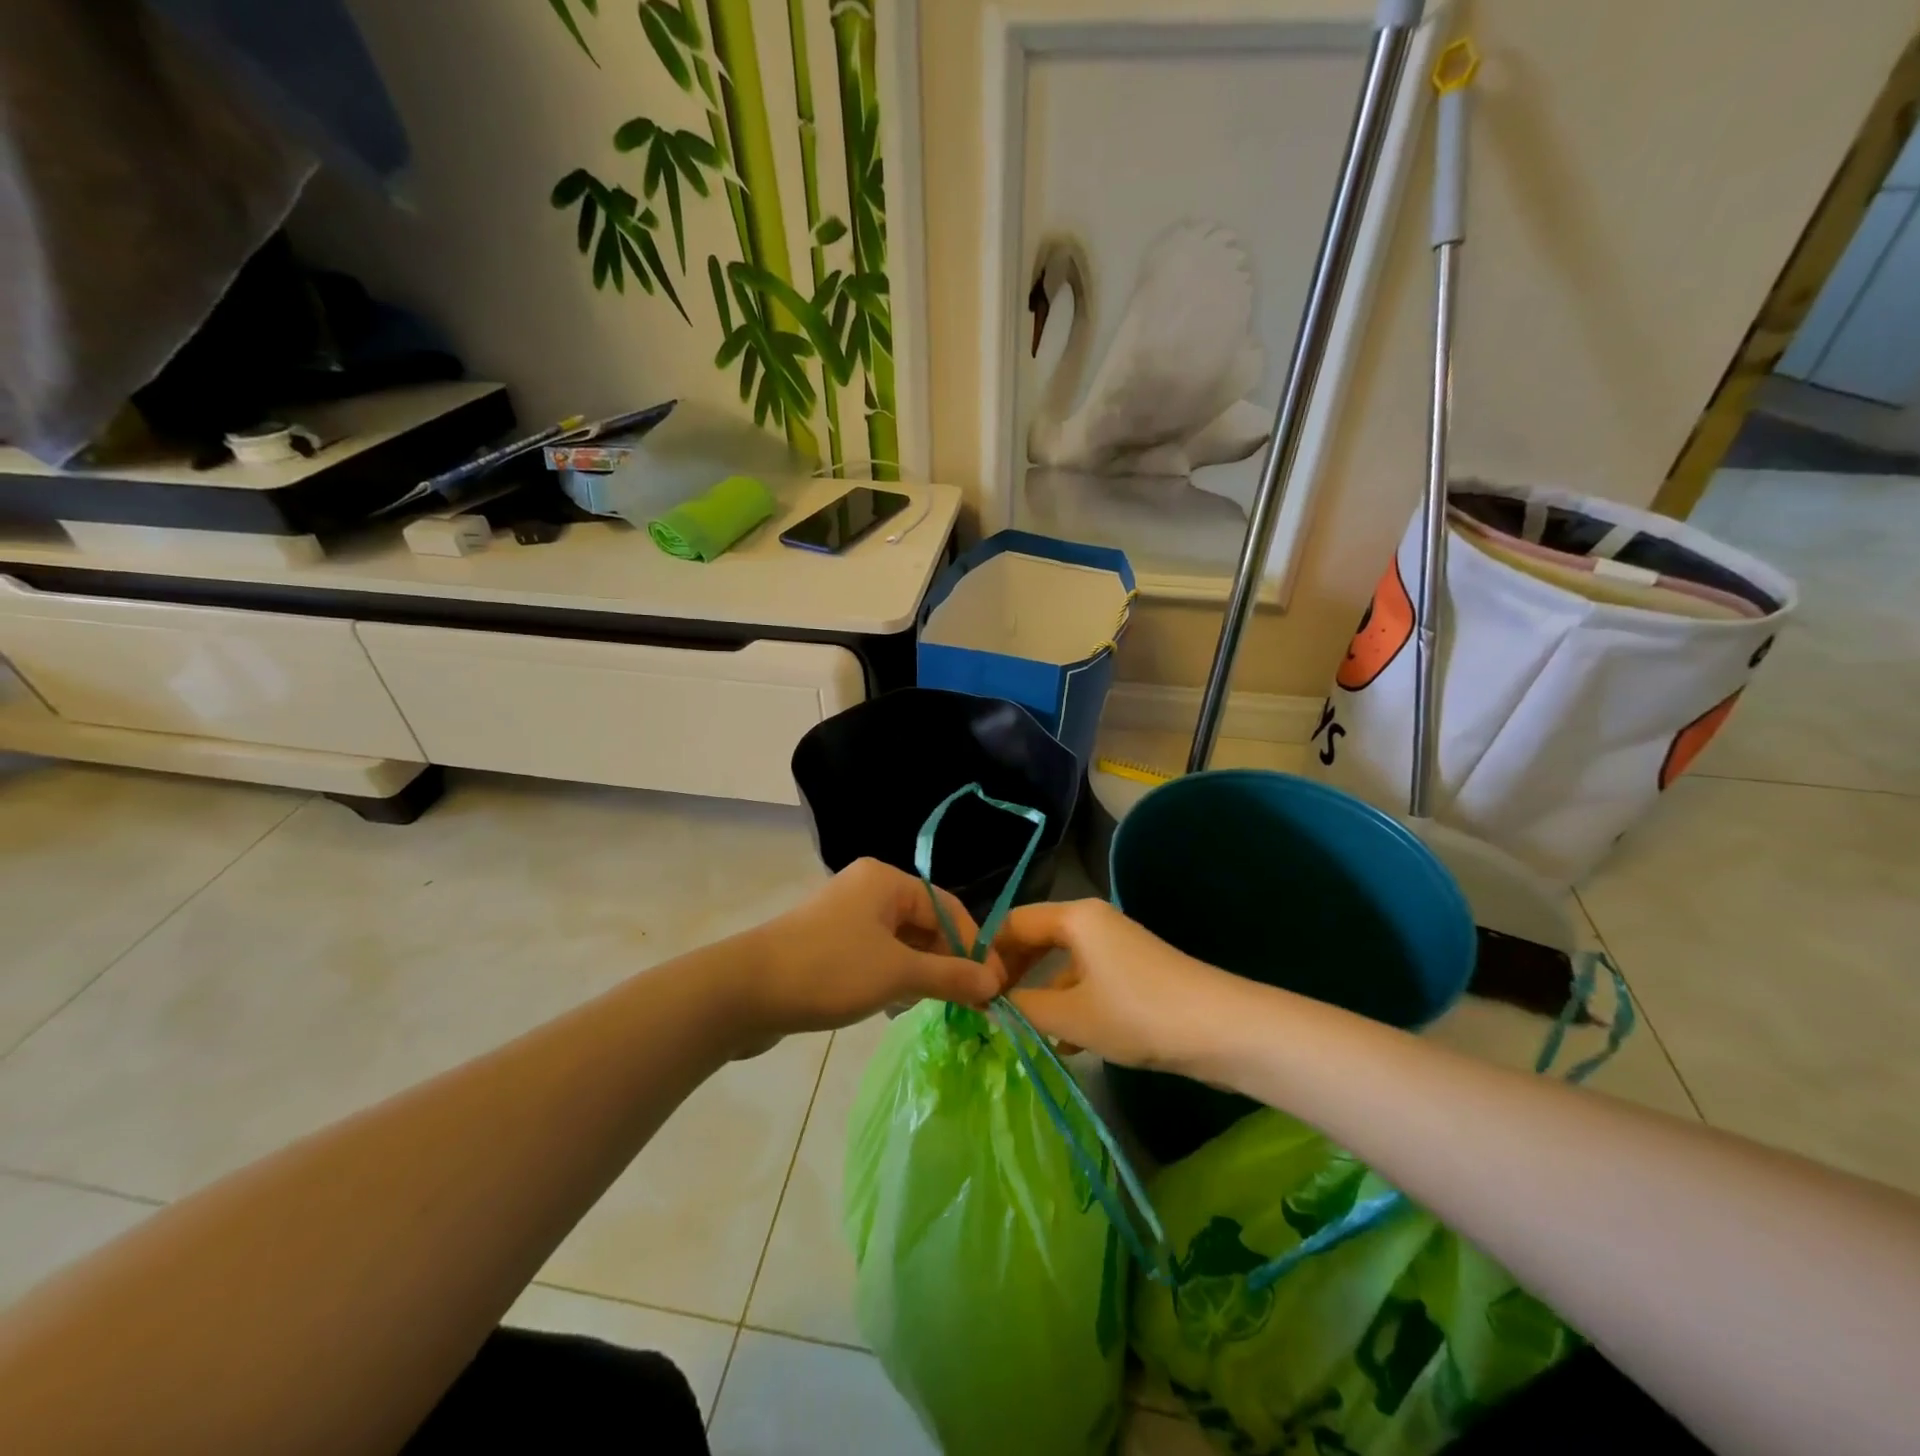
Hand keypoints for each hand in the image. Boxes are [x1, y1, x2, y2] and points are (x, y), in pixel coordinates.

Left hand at [736, 859, 1005, 1044]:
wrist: (743, 992)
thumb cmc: (828, 970)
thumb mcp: (897, 974)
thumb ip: (949, 976)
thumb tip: (994, 983)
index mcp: (886, 880)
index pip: (948, 907)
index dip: (973, 945)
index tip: (992, 986)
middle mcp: (867, 889)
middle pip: (924, 923)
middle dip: (945, 962)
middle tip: (964, 1002)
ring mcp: (845, 916)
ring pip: (900, 943)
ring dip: (918, 973)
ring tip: (926, 1005)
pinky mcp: (827, 944)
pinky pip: (875, 955)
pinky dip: (891, 977)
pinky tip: (891, 1005)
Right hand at [994, 899, 1237, 1071]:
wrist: (1221, 1030)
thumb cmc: (1137, 1013)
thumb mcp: (1071, 1015)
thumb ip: (1023, 1007)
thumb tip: (990, 1003)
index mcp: (1075, 917)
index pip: (1014, 922)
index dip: (987, 952)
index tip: (969, 987)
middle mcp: (1093, 922)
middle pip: (1037, 939)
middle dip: (1011, 972)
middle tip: (987, 1007)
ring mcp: (1115, 947)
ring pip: (1062, 963)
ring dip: (1039, 993)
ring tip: (1016, 1027)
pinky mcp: (1133, 973)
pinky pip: (1086, 980)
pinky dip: (1068, 1003)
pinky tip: (1060, 1041)